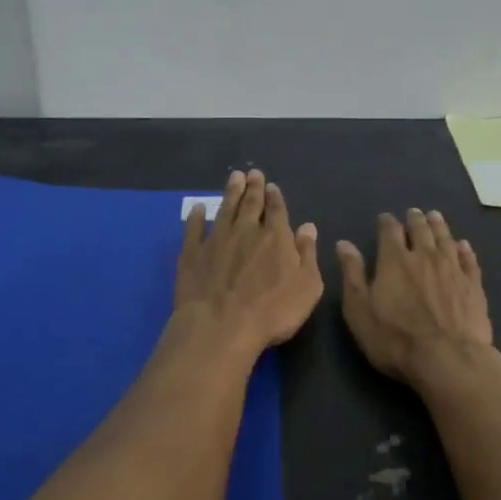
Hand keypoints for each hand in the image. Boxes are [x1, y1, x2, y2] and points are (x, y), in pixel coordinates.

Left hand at [174, 169, 322, 356]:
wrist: (221, 326)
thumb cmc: (273, 311)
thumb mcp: (307, 286)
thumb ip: (308, 254)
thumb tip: (308, 227)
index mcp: (276, 237)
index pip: (276, 210)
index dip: (275, 197)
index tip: (271, 185)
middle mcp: (246, 231)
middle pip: (250, 204)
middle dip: (253, 188)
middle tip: (252, 173)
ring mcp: (216, 240)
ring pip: (225, 210)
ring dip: (230, 193)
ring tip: (234, 178)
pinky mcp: (192, 254)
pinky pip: (193, 230)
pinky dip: (196, 218)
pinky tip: (197, 209)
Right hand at [337, 209, 493, 384]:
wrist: (448, 359)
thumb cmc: (396, 339)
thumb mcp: (360, 310)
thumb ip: (352, 274)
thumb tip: (344, 244)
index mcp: (395, 260)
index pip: (390, 231)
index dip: (387, 222)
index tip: (385, 218)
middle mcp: (425, 256)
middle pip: (421, 230)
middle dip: (415, 219)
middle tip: (414, 213)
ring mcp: (453, 269)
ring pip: (445, 239)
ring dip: (439, 226)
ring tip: (435, 216)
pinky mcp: (473, 285)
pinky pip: (469, 260)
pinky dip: (465, 249)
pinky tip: (463, 245)